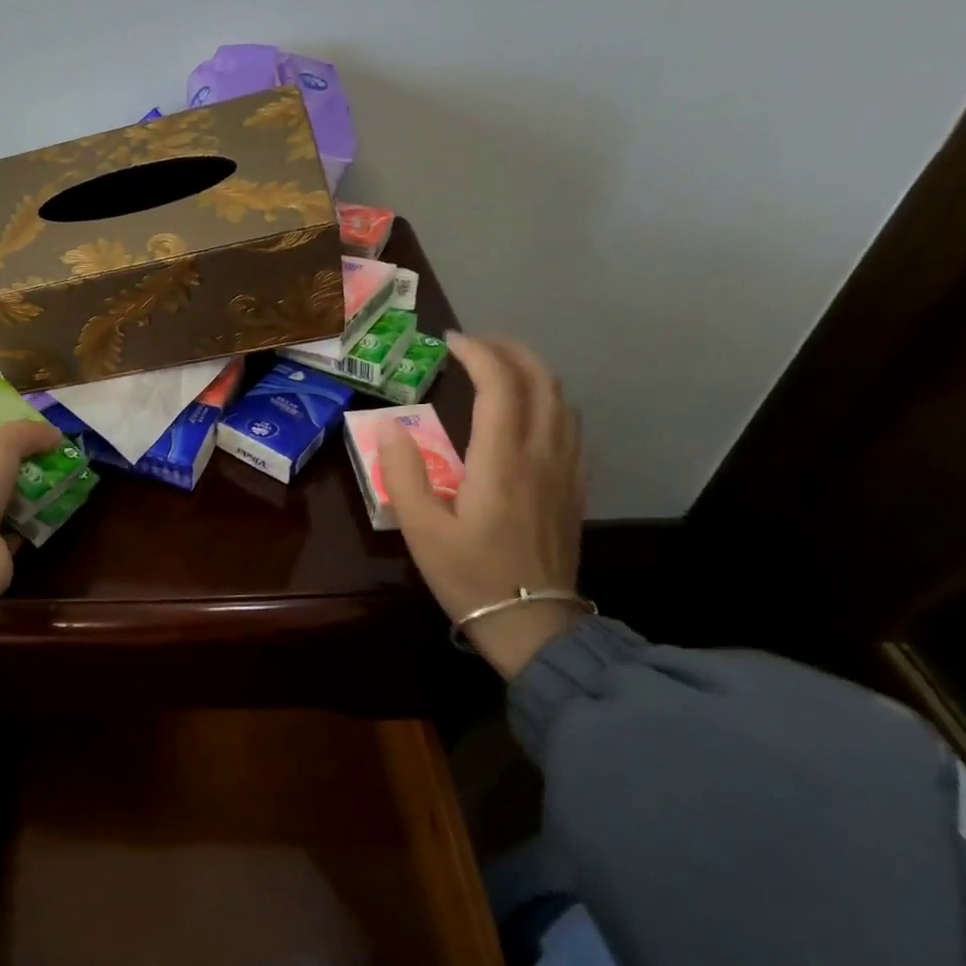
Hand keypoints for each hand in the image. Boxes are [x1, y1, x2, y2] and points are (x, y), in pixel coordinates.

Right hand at [379, 333, 584, 677]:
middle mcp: (541, 454)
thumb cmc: (470, 576)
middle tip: (474, 344)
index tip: (450, 341)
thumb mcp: (421, 529)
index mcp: (502, 461)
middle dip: (510, 350)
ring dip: (532, 372)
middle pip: (540, 381)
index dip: (478, 353)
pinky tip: (527, 411)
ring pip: (561, 400)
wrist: (534, 625)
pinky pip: (570, 426)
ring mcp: (565, 470)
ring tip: (499, 368)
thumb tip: (390, 426)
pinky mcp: (574, 487)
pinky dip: (548, 401)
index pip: (500, 386)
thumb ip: (403, 473)